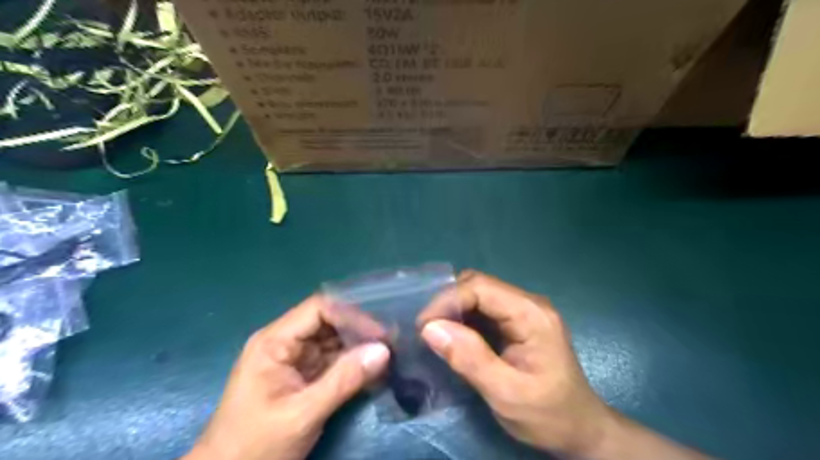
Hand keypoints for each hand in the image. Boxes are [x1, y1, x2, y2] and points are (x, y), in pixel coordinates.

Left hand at [185, 295, 390, 458]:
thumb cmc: (255, 445)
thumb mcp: (302, 413)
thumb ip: (343, 380)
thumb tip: (383, 350)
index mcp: (274, 341)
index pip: (318, 309)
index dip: (351, 315)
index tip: (379, 333)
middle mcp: (284, 342)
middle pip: (328, 322)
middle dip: (359, 330)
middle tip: (390, 342)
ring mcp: (293, 359)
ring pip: (333, 340)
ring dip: (358, 347)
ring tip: (388, 354)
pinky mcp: (302, 375)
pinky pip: (332, 360)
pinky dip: (352, 364)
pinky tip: (373, 370)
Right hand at [418, 272, 707, 457]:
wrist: (580, 430)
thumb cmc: (547, 415)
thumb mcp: (505, 393)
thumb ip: (469, 359)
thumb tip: (430, 328)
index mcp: (531, 314)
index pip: (479, 287)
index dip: (447, 300)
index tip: (424, 327)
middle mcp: (528, 303)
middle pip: (478, 284)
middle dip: (448, 302)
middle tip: (427, 331)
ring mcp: (524, 310)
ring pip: (479, 293)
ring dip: (454, 309)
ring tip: (435, 333)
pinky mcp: (518, 321)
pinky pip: (484, 308)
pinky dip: (464, 317)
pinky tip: (454, 336)